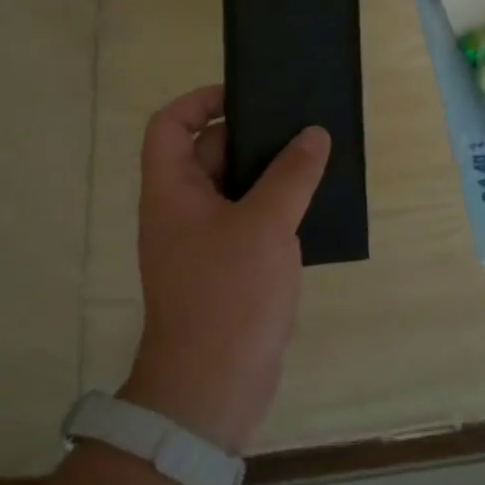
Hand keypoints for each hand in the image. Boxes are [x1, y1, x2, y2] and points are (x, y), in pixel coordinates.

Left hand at [123, 85, 330, 453]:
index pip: (169, 125)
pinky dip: (274, 208)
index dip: (200, 101)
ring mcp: (202, 242)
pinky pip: (247, 221)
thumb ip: (291, 174)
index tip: (245, 96)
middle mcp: (180, 211)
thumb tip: (313, 135)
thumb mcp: (265, 225)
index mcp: (172, 191)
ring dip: (269, 174)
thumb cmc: (229, 294)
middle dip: (250, 136)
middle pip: (207, 153)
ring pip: (233, 189)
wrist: (213, 388)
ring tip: (314, 160)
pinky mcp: (225, 269)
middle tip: (297, 127)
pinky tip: (313, 207)